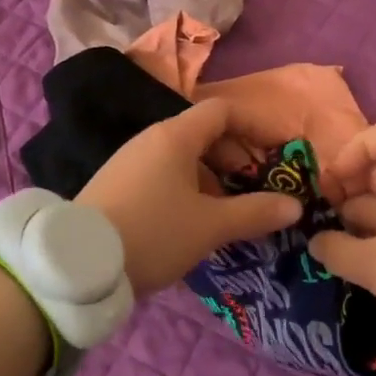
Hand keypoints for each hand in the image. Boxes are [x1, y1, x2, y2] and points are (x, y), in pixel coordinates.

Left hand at [78, 98, 301, 296]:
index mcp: (175, 136)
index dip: (255, 125)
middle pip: (203, 133)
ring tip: (230, 209)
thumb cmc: (154, 233)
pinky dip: (189, 188)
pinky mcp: (118, 185)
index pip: (223, 111)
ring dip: (213, 176)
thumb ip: (255, 212)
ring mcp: (130, 162)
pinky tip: (194, 221)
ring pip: (183, 157)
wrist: (80, 264)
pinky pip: (163, 175)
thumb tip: (295, 205)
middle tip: (256, 186)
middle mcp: (151, 140)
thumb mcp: (211, 226)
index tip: (278, 150)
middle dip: (236, 155)